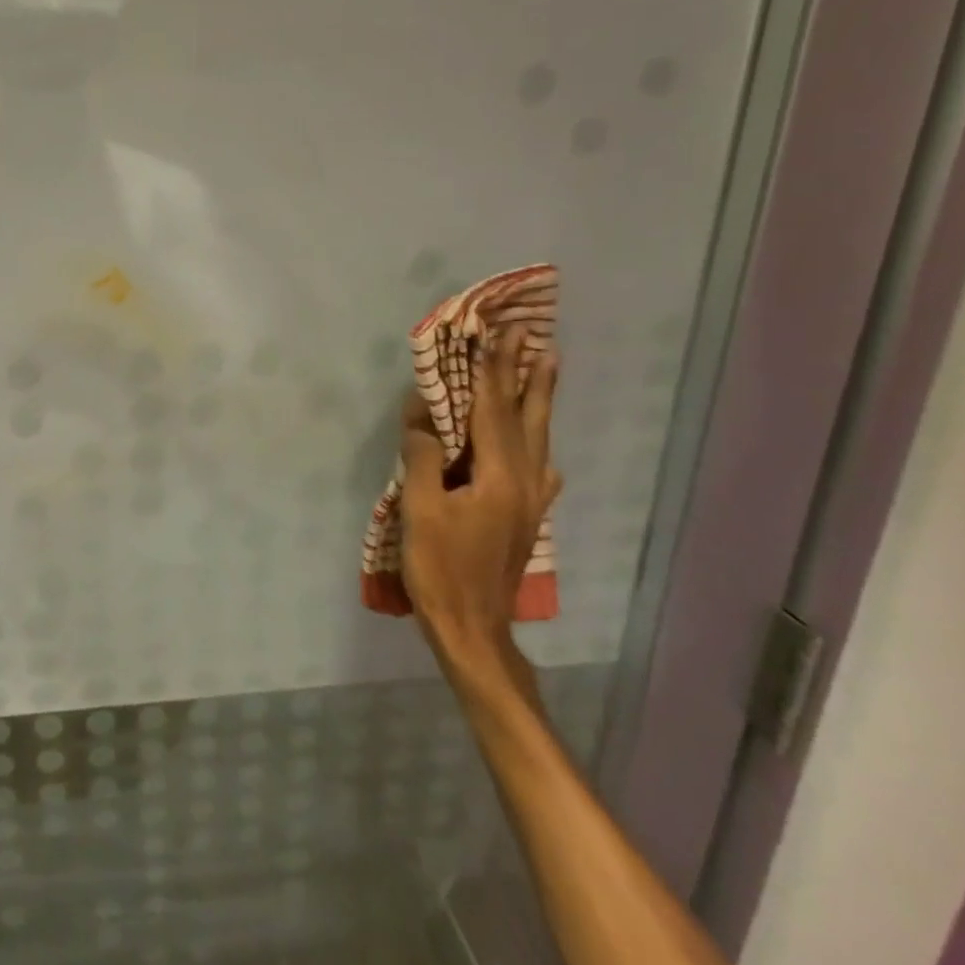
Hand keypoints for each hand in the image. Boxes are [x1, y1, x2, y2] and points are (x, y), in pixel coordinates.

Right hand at [400, 326, 560, 668]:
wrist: (472, 629)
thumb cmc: (440, 568)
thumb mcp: (420, 510)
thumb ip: (423, 457)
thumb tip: (422, 412)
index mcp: (499, 477)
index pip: (493, 411)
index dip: (491, 371)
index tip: (496, 334)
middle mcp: (525, 482)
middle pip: (527, 419)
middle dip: (526, 376)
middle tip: (535, 338)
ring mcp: (530, 501)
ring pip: (538, 440)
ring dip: (538, 402)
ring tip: (544, 370)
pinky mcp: (526, 518)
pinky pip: (538, 468)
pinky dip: (538, 445)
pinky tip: (542, 449)